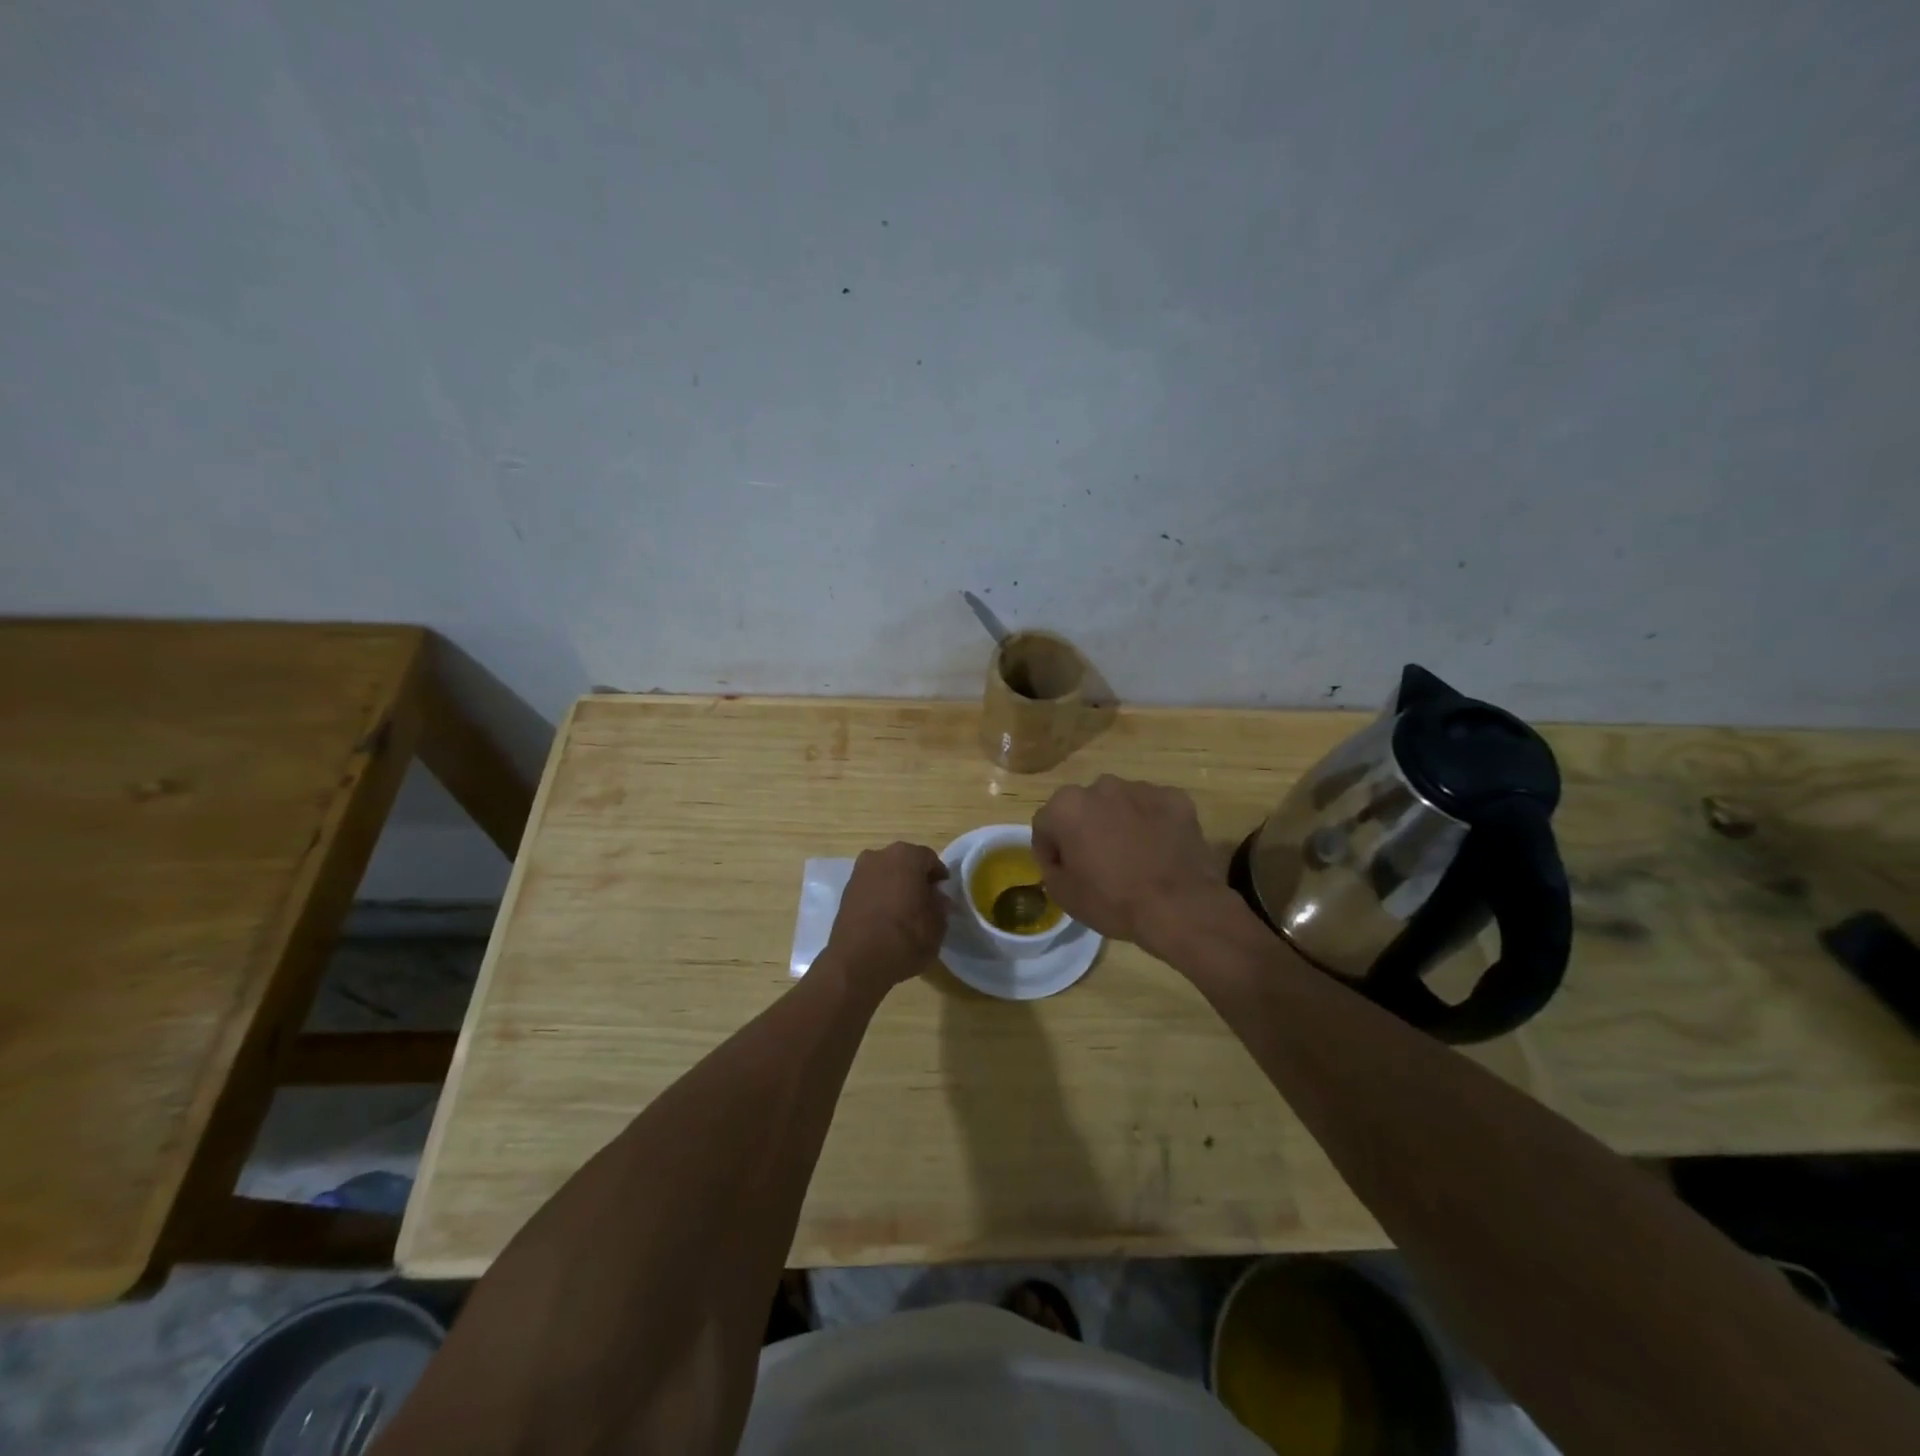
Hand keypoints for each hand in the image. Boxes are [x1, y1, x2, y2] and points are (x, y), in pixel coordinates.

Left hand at [823, 842, 950, 995]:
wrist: (856, 963)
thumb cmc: (905, 938)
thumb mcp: (937, 925)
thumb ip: (940, 905)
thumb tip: (937, 897)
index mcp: (907, 856)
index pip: (930, 859)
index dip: (939, 876)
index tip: (943, 893)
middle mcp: (880, 855)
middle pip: (905, 862)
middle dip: (915, 878)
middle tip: (925, 900)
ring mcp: (859, 872)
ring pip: (886, 873)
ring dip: (896, 885)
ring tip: (904, 910)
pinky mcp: (845, 891)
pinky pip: (871, 887)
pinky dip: (879, 895)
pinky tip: (885, 917)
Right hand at [1032, 776, 1224, 954]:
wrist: (1180, 907)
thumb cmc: (1114, 902)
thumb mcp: (1064, 895)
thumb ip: (1051, 868)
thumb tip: (1060, 860)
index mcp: (1067, 806)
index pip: (1045, 824)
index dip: (1050, 851)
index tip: (1062, 872)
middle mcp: (1102, 787)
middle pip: (1084, 808)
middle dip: (1085, 830)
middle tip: (1098, 863)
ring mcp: (1142, 789)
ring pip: (1120, 804)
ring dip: (1119, 823)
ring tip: (1133, 857)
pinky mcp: (1175, 798)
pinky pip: (1155, 809)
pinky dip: (1153, 825)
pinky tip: (1160, 852)